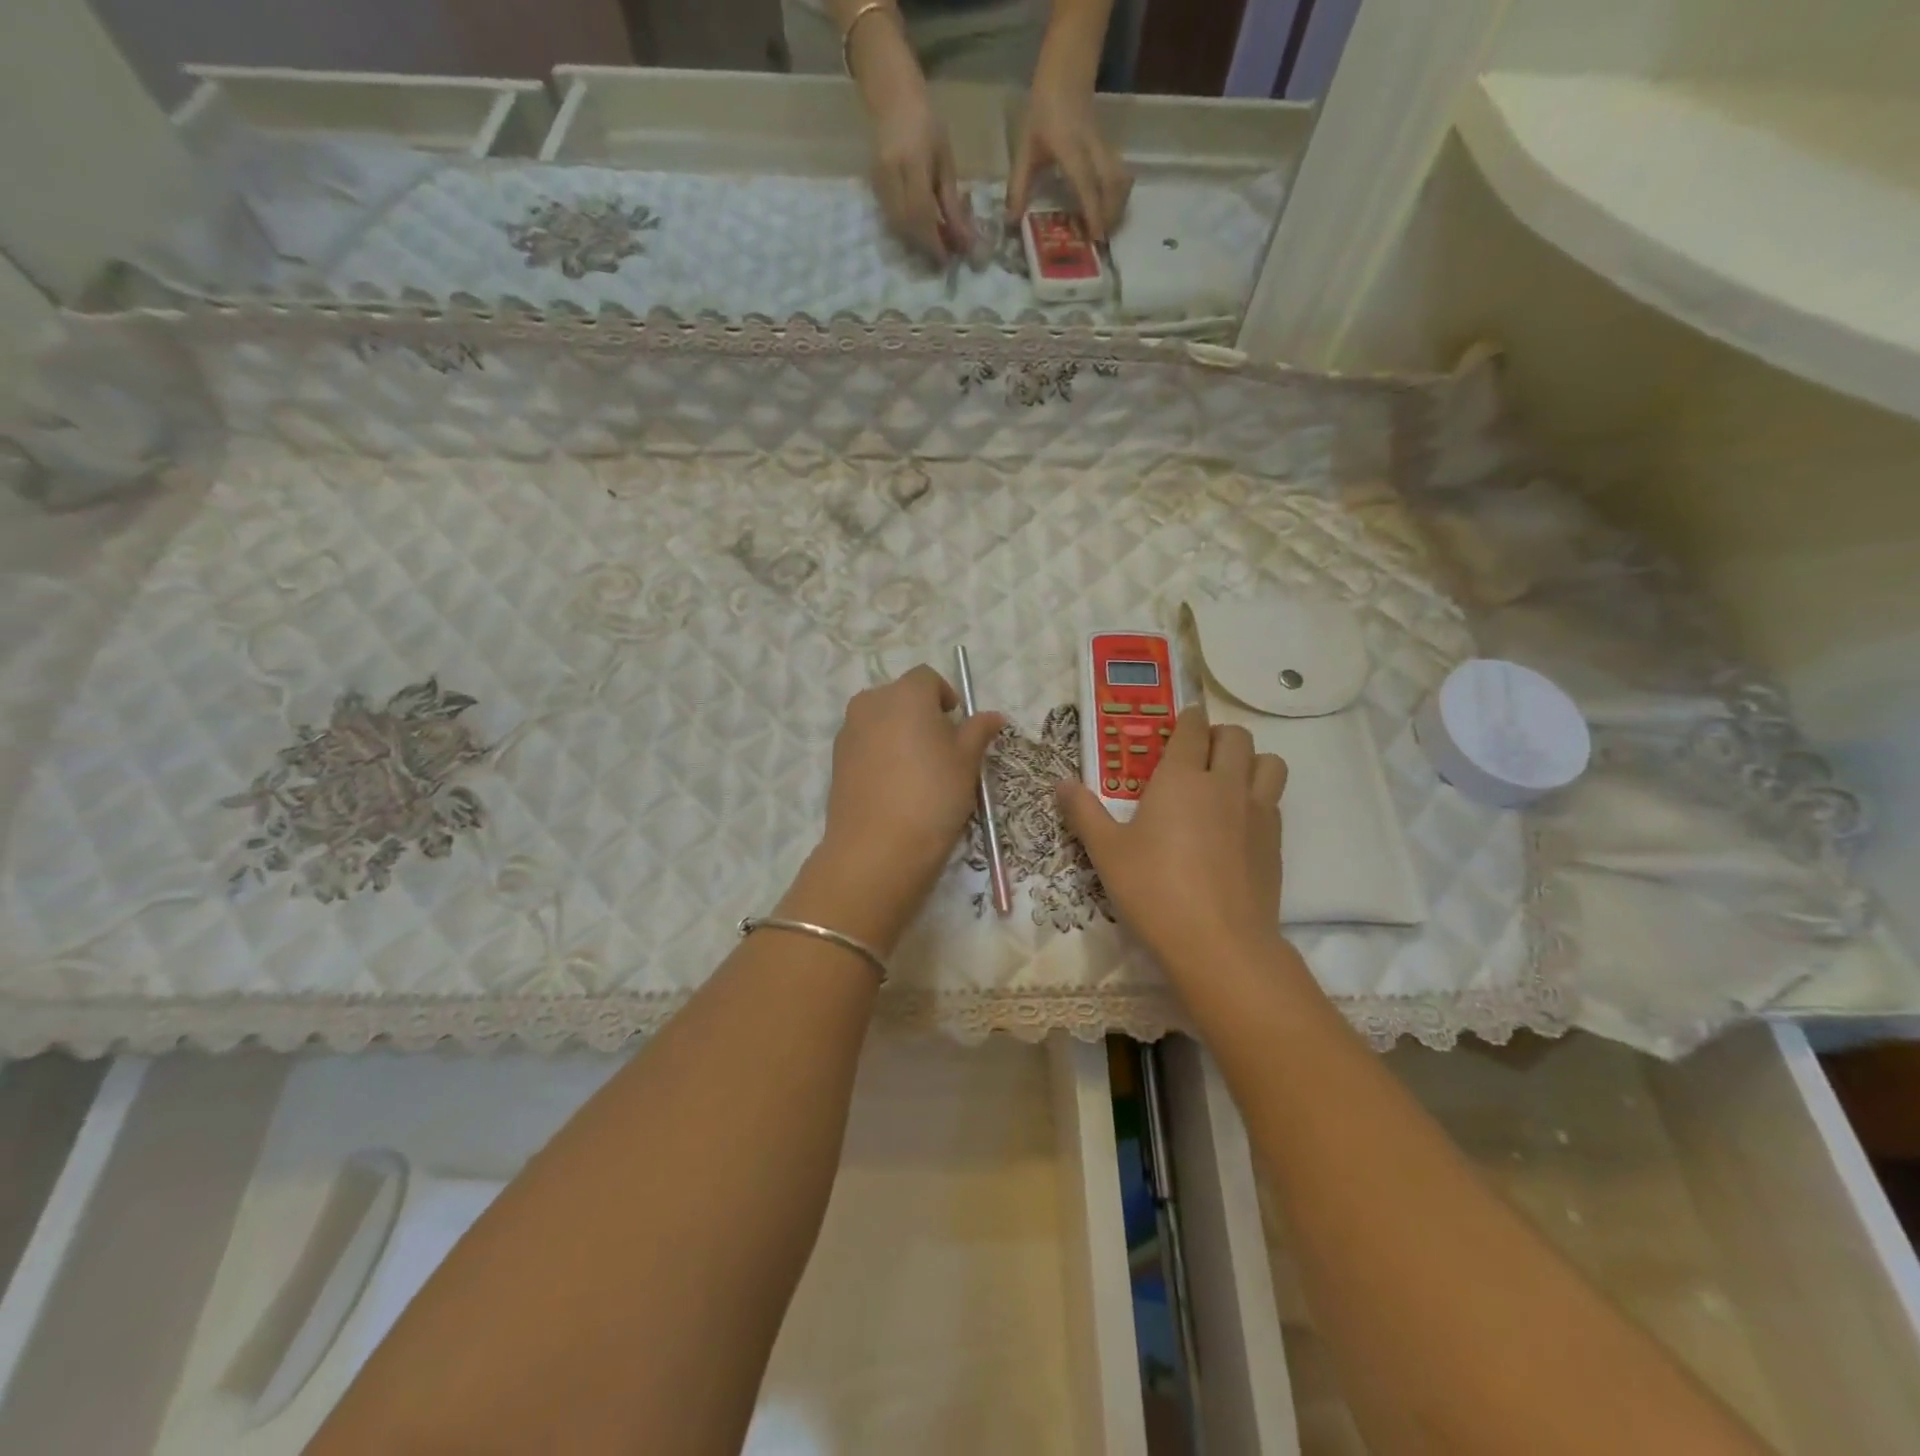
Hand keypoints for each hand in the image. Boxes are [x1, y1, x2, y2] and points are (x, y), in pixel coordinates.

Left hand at [787, 666, 1002, 952]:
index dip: (946, 696)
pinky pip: (865, 744)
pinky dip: (881, 754)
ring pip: (880, 720)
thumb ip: (978, 731)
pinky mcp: (836, 760)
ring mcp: (849, 731)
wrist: (878, 846)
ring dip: (900, 733)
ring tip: (919, 770)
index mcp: (905, 693)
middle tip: (942, 749)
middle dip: (921, 713)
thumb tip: (993, 716)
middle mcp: (871, 702)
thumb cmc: (933, 794)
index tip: (958, 725)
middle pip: (901, 696)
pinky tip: (896, 786)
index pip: (928, 677)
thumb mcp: (967, 761)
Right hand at [849, 9, 972, 261]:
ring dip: (916, 243)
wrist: (889, 96)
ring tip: (935, 246)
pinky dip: (907, 232)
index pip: (921, 214)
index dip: (934, 242)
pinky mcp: (873, 189)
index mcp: (911, 163)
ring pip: (897, 227)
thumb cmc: (925, 122)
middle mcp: (890, 176)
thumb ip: (951, 202)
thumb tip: (964, 241)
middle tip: (944, 257)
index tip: (948, 260)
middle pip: (907, 226)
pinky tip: (921, 232)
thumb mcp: (945, 160)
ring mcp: (877, 183)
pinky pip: (891, 220)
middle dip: (926, 247)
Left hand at [1009, 46, 1131, 240]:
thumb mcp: (1024, 148)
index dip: (1093, 211)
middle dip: (1111, 214)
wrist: (1066, 72)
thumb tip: (1012, 221)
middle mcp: (1093, 149)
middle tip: (1101, 240)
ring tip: (1106, 228)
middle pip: (1113, 184)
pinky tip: (1108, 208)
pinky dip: (1118, 194)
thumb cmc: (1043, 109)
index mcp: (1071, 149)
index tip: (1096, 237)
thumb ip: (1018, 185)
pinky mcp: (1109, 148)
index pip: (1087, 184)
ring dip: (1118, 206)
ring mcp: (1105, 147)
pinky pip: (1120, 174)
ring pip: (1121, 179)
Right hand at [1058, 705, 1287, 974]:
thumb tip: (1061, 784)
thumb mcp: (1106, 852)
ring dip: (1249, 760)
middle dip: (1218, 736)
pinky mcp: (1276, 841)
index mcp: (1181, 778)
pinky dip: (1260, 796)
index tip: (1181, 723)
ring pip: (1268, 762)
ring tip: (1228, 780)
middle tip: (1199, 754)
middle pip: (1236, 737)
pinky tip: (1239, 823)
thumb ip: (1084, 813)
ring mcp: (1257, 811)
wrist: (1219, 942)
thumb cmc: (1154, 890)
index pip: (1192, 729)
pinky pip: (1274, 799)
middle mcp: (1224, 784)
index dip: (1188, 720)